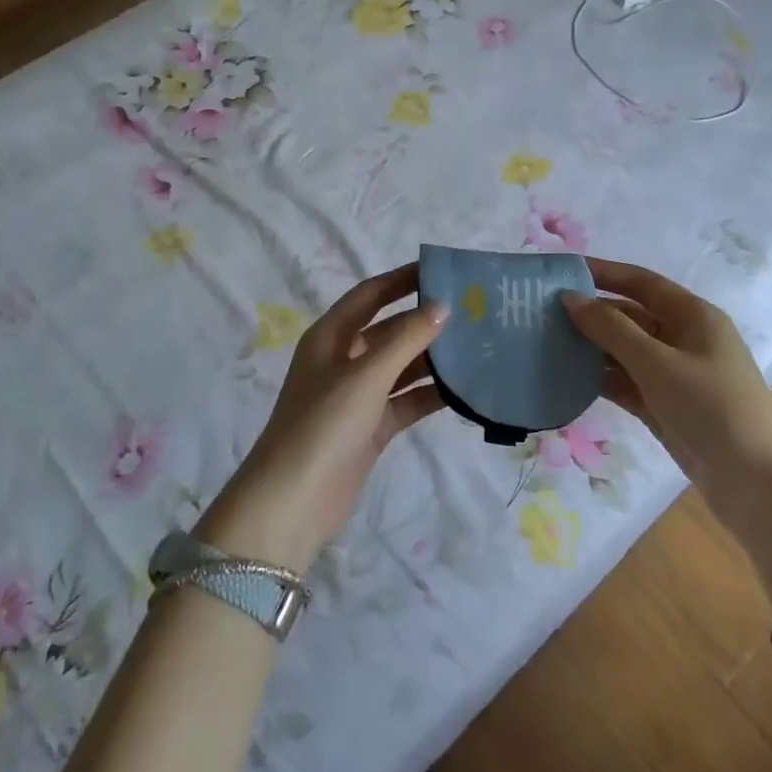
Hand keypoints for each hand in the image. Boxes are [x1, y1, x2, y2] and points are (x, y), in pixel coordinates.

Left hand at [195, 264, 448, 574]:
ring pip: (401, 366)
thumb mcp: (366, 375)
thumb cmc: (324, 424)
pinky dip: (430, 394)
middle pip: (389, 329)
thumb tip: (442, 306)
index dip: (402, 279)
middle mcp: (344, 359)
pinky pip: (406, 400)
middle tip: (471, 309)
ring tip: (478, 345)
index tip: (441, 270)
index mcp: (331, 336)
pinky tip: (464, 389)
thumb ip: (406, 339)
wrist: (293, 501)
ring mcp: (357, 394)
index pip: (370, 294)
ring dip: (433, 358)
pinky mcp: (371, 426)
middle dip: (424, 319)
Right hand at [562, 257, 771, 488]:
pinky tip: (566, 378)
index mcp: (693, 316)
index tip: (561, 271)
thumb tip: (570, 299)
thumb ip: (611, 329)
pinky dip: (600, 379)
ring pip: (624, 351)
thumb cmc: (712, 407)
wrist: (758, 484)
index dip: (602, 273)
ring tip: (544, 342)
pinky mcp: (666, 406)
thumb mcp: (658, 363)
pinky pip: (626, 382)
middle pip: (630, 316)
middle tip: (541, 311)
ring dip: (591, 347)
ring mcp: (675, 375)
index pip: (641, 282)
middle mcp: (684, 339)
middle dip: (590, 313)